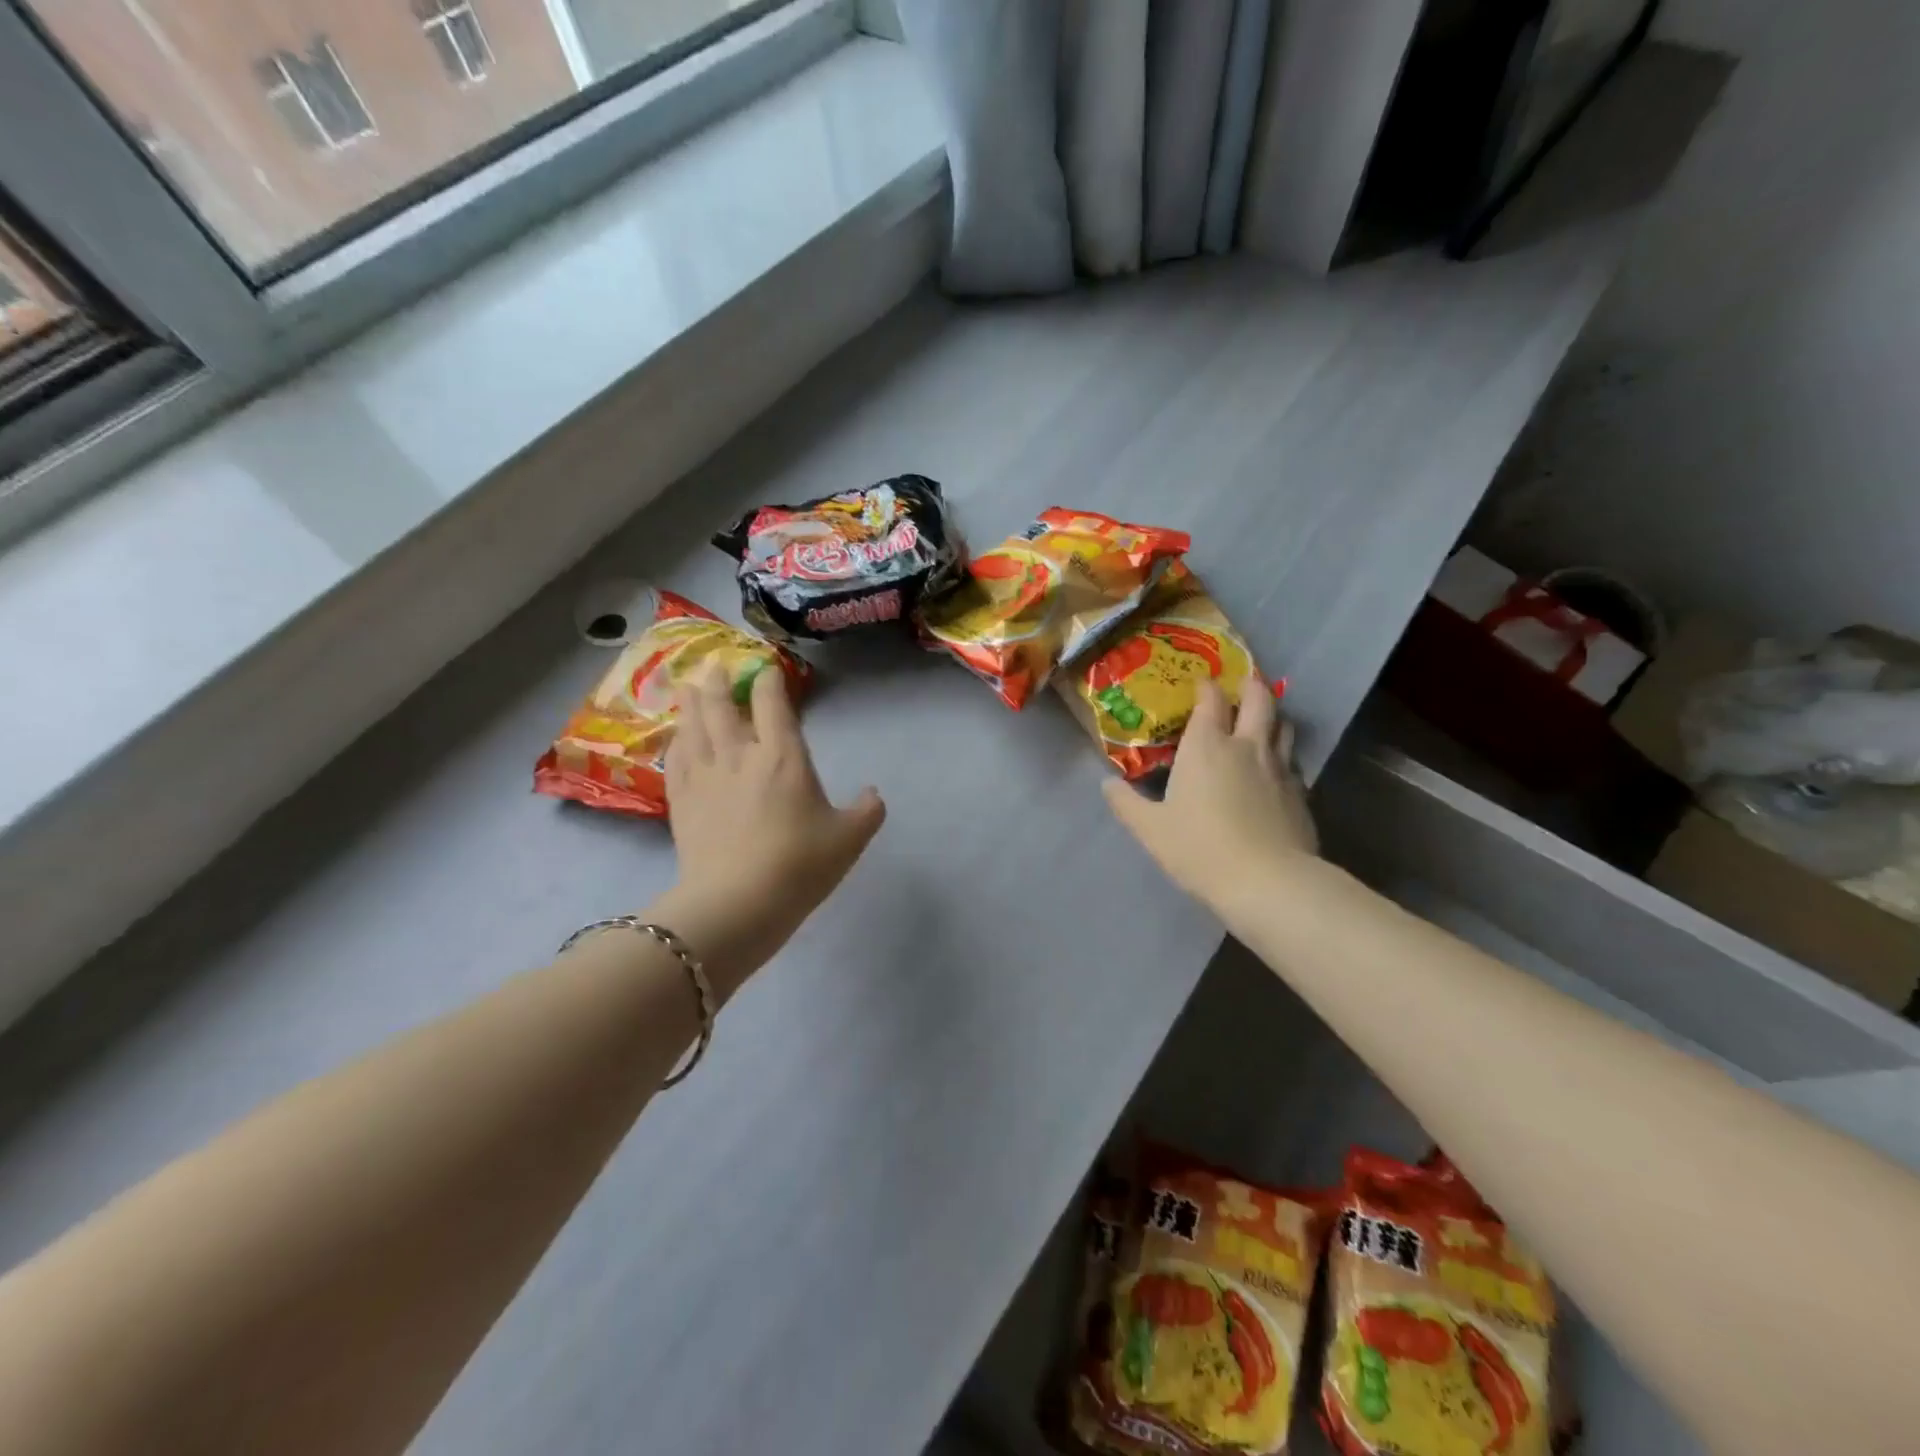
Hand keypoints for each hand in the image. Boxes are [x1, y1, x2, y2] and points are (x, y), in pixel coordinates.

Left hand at [655, 662, 884, 999]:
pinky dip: (677, 740)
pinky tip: (677, 737)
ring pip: (694, 726)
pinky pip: (677, 758)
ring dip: (692, 702)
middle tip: (716, 667)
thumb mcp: (848, 840)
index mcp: (783, 757)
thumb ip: (866, 812)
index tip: (768, 668)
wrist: (737, 904)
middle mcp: (740, 755)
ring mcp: (706, 776)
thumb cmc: (799, 866)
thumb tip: (873, 794)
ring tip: (690, 687)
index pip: (772, 703)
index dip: (769, 679)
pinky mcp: (682, 801)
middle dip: (720, 682)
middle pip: (723, 706)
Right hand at [1101, 682, 1316, 915]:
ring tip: (1264, 720)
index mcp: (1207, 746)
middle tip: (1246, 681)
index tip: (1202, 684)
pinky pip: (1293, 761)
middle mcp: (1246, 746)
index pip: (1211, 700)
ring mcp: (1279, 768)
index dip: (1207, 687)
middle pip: (1259, 700)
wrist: (1268, 881)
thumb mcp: (1151, 829)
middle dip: (1252, 686)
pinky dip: (1284, 755)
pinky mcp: (1301, 793)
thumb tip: (1106, 784)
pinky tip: (1277, 769)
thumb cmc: (1200, 848)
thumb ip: (1126, 803)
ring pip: (1283, 725)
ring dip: (1273, 716)